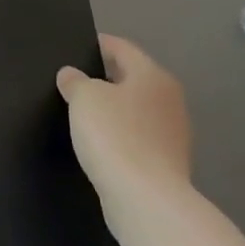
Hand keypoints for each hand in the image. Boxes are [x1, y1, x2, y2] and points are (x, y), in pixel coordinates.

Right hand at [57, 35, 190, 203]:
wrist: (146, 200)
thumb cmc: (114, 135)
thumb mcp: (83, 97)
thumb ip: (75, 81)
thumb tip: (72, 76)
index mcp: (152, 76)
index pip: (122, 48)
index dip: (98, 44)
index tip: (76, 46)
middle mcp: (169, 101)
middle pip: (132, 79)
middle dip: (105, 78)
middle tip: (74, 80)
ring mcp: (172, 135)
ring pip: (135, 110)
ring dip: (113, 109)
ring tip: (83, 112)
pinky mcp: (167, 164)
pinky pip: (137, 138)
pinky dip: (120, 135)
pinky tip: (99, 142)